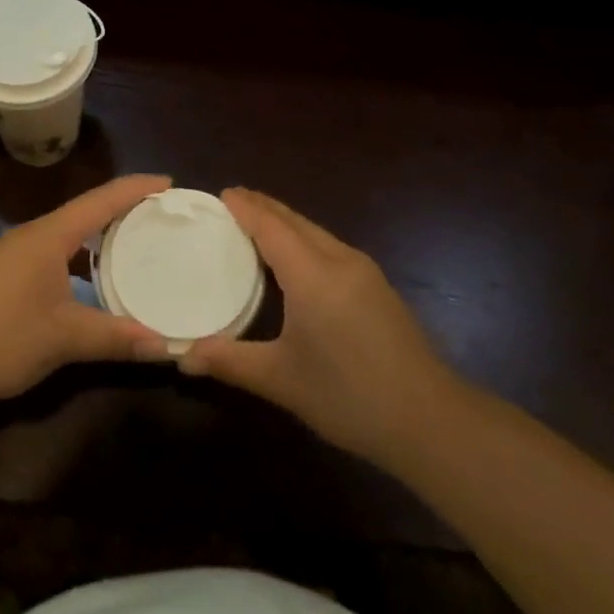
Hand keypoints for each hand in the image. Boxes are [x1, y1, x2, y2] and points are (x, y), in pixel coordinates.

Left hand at [0, 174, 171, 399]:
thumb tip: (164, 346)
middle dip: (125, 210)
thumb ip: (114, 338)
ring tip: (136, 245)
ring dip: (101, 236)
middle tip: (162, 217)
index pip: (103, 200)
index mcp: (51, 235)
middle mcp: (35, 235)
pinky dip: (82, 259)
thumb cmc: (0, 334)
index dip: (138, 188)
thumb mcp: (63, 337)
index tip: (171, 184)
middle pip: (88, 211)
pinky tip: (93, 283)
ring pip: (70, 234)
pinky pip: (56, 253)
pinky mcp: (6, 276)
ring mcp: (17, 255)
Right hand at [180, 188, 456, 466]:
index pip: (271, 225)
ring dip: (285, 221)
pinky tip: (295, 258)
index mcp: (312, 274)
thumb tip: (183, 356)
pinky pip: (330, 246)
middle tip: (231, 202)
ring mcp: (364, 271)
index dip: (245, 207)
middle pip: (295, 220)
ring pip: (316, 232)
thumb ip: (230, 361)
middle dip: (263, 206)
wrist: (430, 420)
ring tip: (256, 223)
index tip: (220, 194)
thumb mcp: (281, 380)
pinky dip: (303, 239)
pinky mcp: (377, 287)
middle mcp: (339, 260)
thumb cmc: (349, 396)